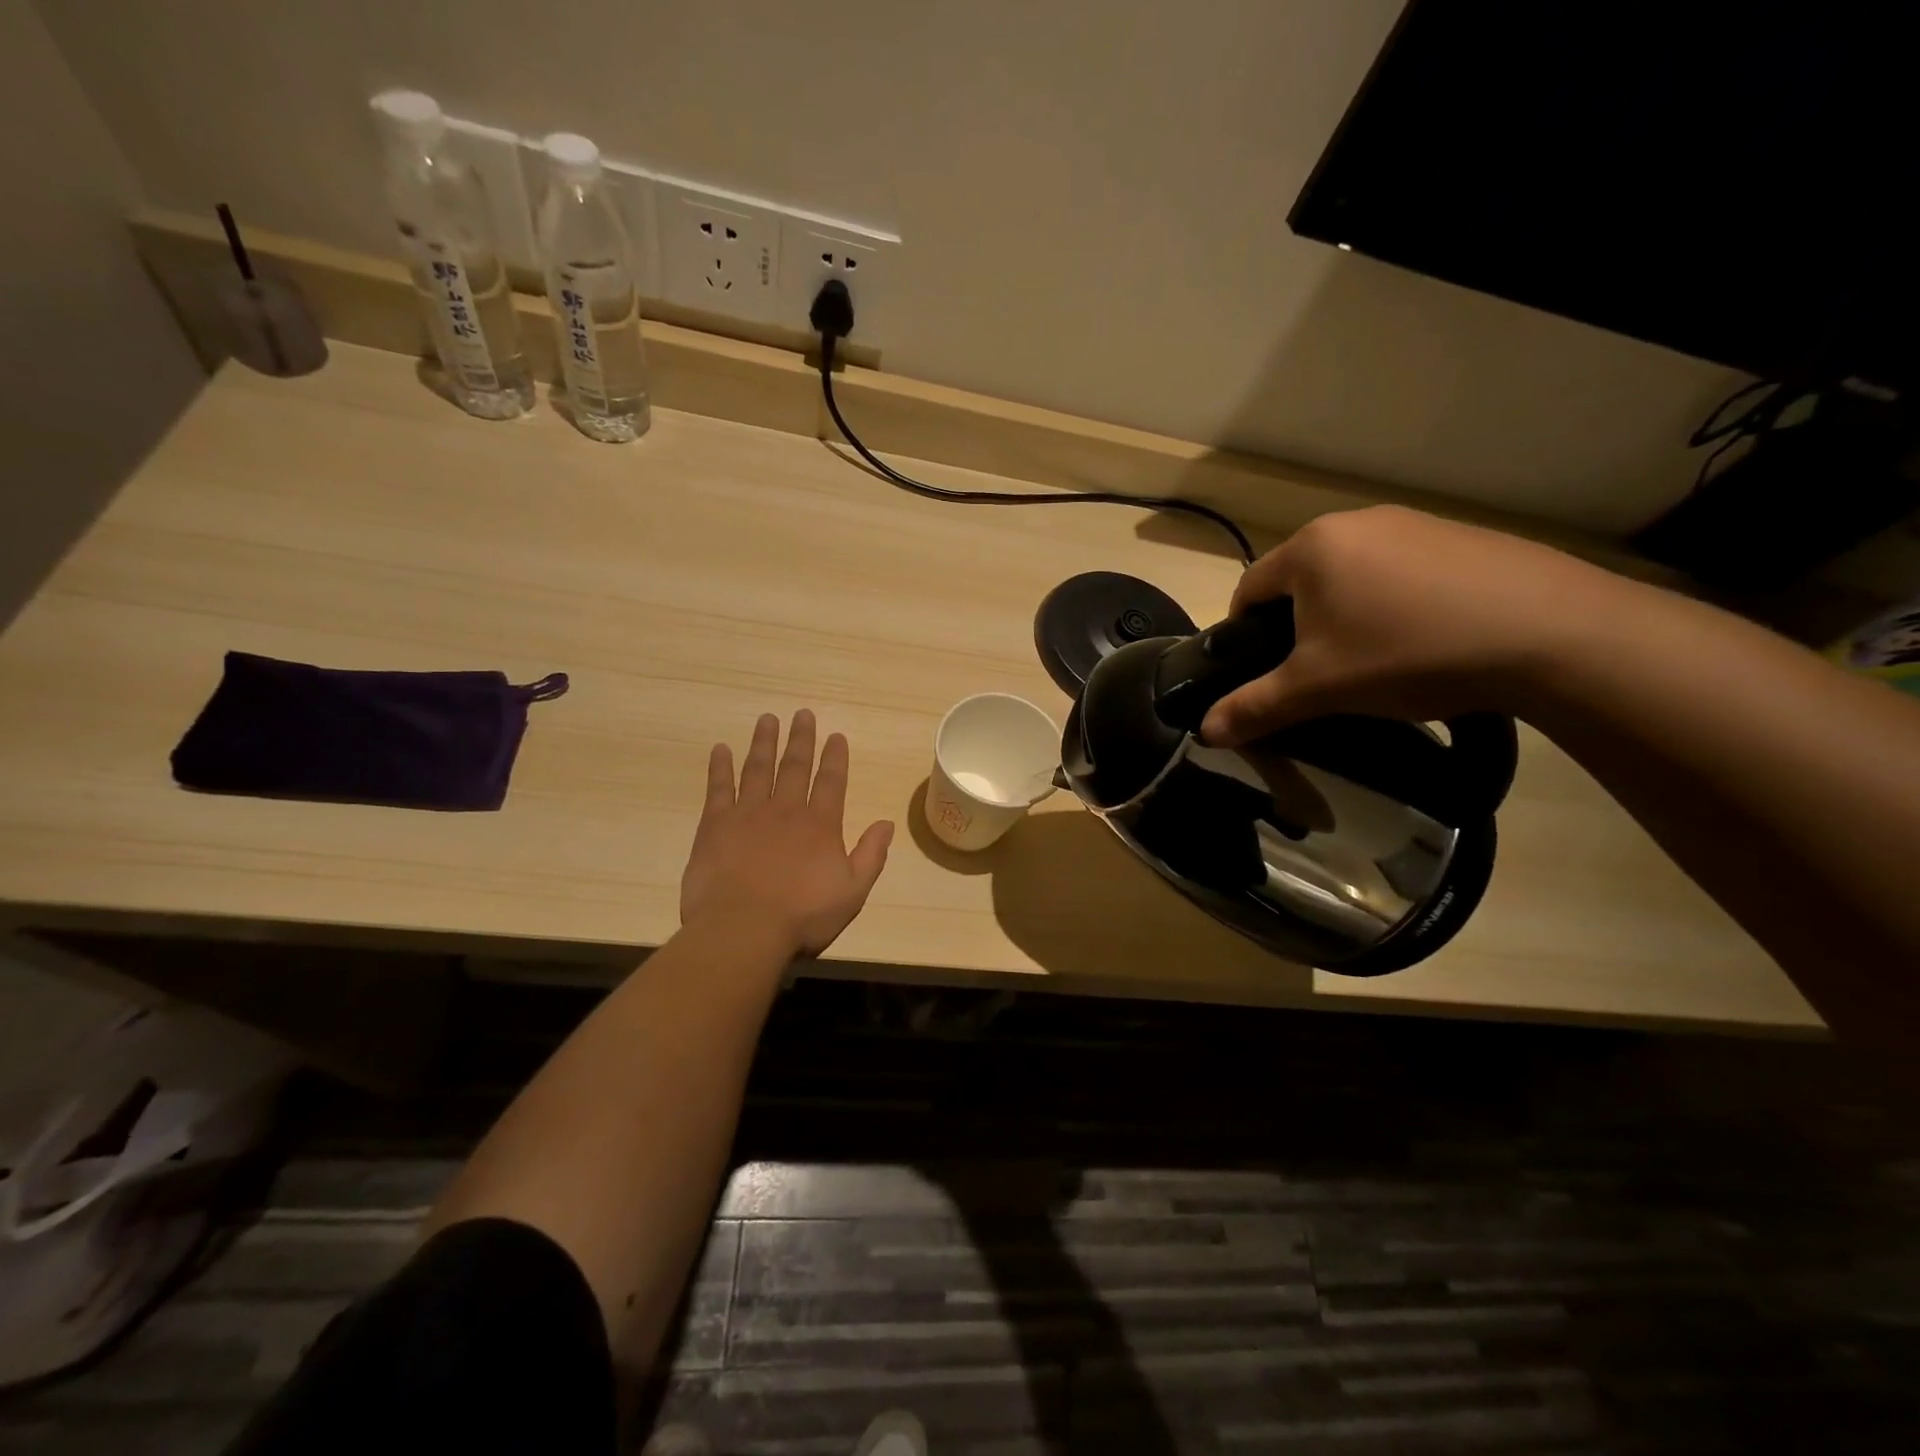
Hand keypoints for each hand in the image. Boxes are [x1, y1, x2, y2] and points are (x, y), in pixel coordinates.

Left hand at [680, 711, 893, 956]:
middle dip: (801, 739)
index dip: (834, 757)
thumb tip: (886, 823)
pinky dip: (720, 767)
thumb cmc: (802, 917)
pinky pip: (719, 788)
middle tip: (803, 714)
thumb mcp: (853, 892)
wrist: (743, 930)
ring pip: (758, 769)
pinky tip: (720, 749)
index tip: (835, 735)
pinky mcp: (715, 826)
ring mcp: (748, 814)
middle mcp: (786, 810)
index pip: (831, 782)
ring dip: (764, 743)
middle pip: (795, 767)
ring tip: (767, 720)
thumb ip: (871, 856)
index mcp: (820, 825)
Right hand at [1200, 506, 1627, 746]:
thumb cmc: (1406, 653)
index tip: (1263, 673)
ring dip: (1348, 615)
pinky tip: (1426, 640)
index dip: (1244, 635)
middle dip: (1299, 626)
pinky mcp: (1463, 536)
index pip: (1249, 590)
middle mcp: (1356, 522)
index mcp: (1311, 548)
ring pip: (1353, 576)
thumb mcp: (1318, 689)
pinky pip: (1403, 572)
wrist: (1549, 633)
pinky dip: (1397, 604)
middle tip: (1320, 673)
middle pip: (1301, 581)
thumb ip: (1254, 707)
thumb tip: (1203, 733)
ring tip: (1376, 660)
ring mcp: (1415, 523)